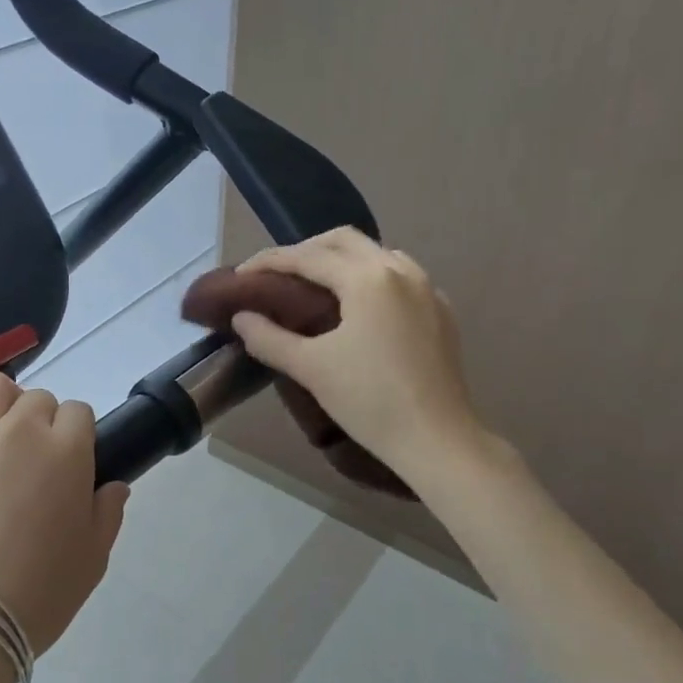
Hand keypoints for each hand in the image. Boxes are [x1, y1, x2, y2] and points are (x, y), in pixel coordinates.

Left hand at [0, 373, 129, 655]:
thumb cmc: (36, 594)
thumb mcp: (92, 561)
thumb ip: (109, 514)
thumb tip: (114, 486)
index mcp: (66, 451)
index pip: (79, 413)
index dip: (77, 436)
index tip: (69, 464)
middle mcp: (19, 428)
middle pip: (38, 399)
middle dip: (42, 423)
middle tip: (32, 463)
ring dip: (3, 403)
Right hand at [232, 228, 491, 482]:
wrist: (436, 440)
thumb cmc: (369, 401)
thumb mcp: (310, 368)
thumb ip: (269, 338)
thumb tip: (241, 318)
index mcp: (367, 278)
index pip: (307, 257)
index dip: (269, 261)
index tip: (242, 274)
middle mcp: (400, 270)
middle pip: (344, 241)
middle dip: (306, 250)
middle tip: (277, 275)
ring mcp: (427, 288)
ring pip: (376, 254)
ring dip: (340, 260)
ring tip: (315, 287)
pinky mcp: (441, 311)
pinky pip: (400, 276)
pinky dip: (369, 278)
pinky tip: (359, 307)